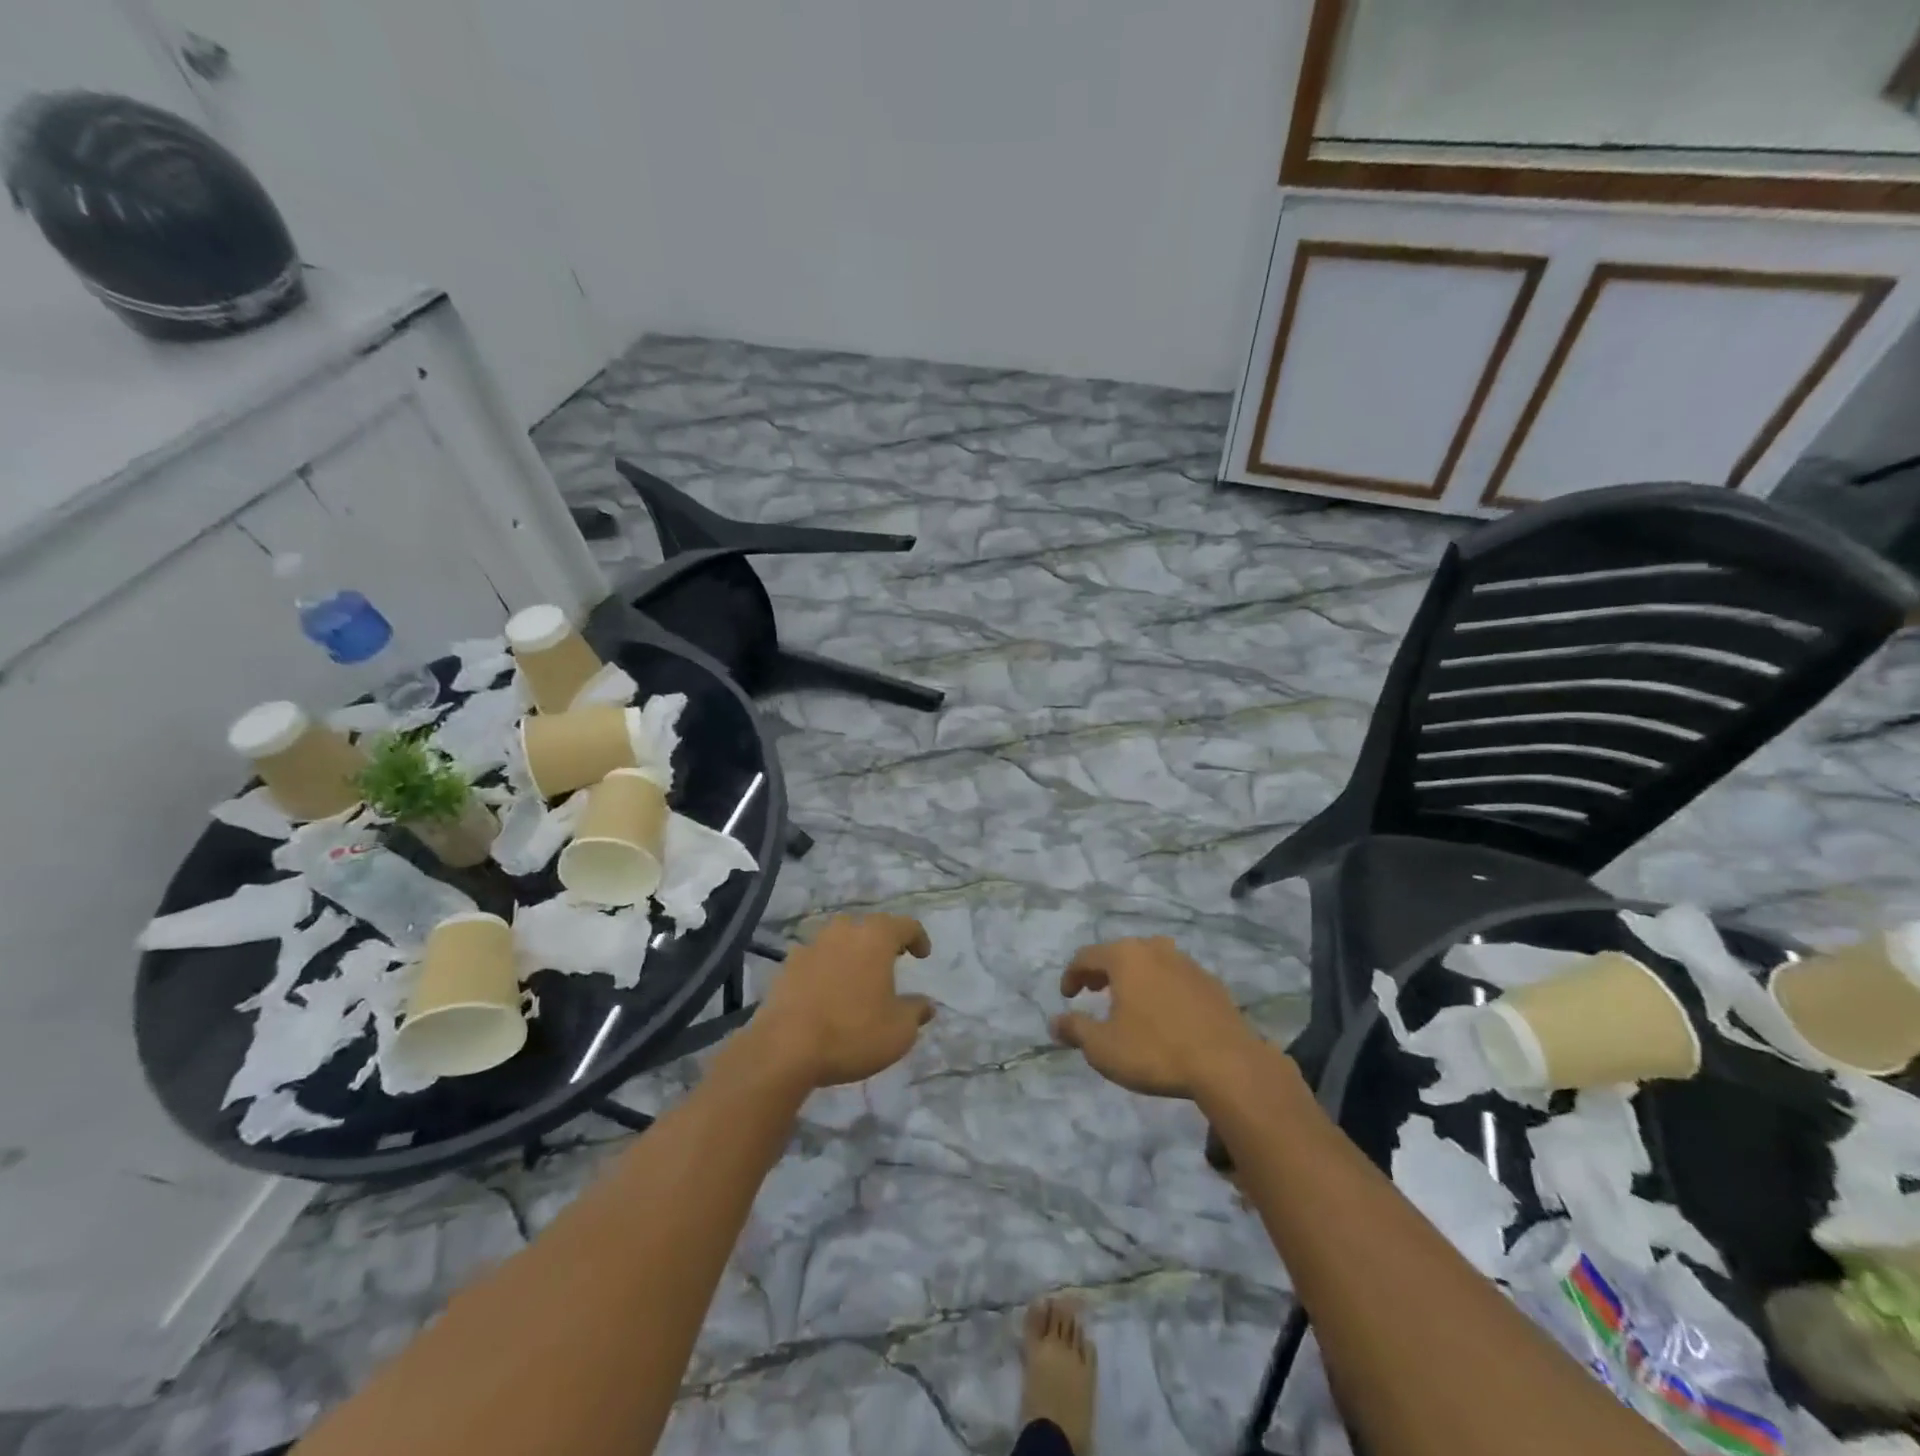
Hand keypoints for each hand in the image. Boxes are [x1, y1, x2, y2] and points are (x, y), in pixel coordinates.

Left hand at [750, 914, 934, 1089]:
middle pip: (868, 927)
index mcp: (875, 938)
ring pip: (839, 939)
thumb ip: (916, 1012)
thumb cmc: (852, 1032)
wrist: (785, 1048)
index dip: (918, 937)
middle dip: (882, 941)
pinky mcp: (787, 966)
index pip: (905, 925)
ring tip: (858, 975)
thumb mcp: (899, 1031)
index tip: (923, 955)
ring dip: (852, 952)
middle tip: (892, 960)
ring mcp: (812, 946)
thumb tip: (925, 1004)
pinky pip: (815, 958)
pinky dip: (826, 968)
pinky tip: (827, 990)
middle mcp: (843, 932)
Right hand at [1052, 937, 1258, 1098]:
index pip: (1086, 956)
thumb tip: (1054, 1021)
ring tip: (1127, 1001)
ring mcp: (1186, 962)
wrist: (1227, 1064)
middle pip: (1119, 953)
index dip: (1071, 975)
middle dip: (1102, 972)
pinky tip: (1163, 1012)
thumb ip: (1075, 1030)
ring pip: (1149, 961)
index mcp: (1125, 956)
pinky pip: (1174, 976)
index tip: (1067, 997)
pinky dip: (1160, 987)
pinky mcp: (1210, 982)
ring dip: (1133, 977)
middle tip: (1093, 992)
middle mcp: (1154, 949)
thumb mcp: (1103, 1048)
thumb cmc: (1155, 1051)